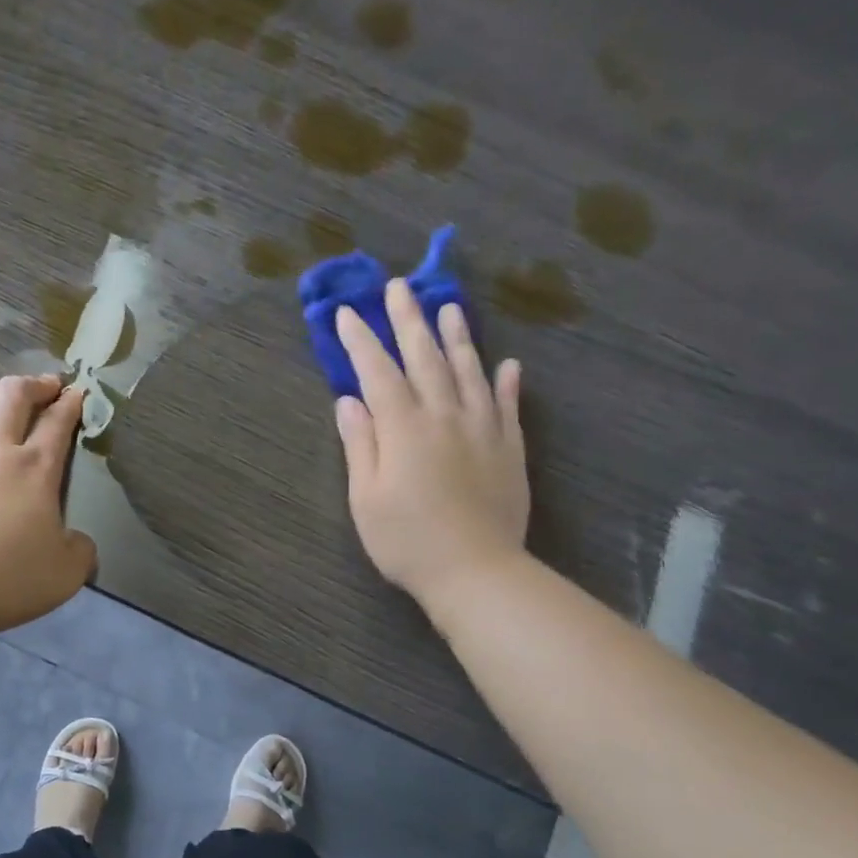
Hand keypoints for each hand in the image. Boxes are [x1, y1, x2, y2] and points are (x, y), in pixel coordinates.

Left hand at [0, 374, 97, 636]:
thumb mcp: (64, 574)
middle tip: (45, 387)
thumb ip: (80, 552)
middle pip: (13, 393)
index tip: (76, 392)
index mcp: (35, 468)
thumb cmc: (5, 577)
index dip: (70, 403)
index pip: (58, 421)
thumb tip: (80, 544)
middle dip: (34, 384)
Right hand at [333, 285, 529, 626]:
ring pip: (469, 370)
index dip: (361, 340)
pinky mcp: (510, 448)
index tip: (347, 313)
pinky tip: (507, 364)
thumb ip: (360, 444)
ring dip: (457, 336)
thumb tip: (348, 401)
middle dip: (408, 320)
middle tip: (399, 287)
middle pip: (425, 358)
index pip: (377, 372)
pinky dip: (506, 381)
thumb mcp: (366, 497)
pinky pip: (508, 405)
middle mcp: (444, 416)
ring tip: (449, 307)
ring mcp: (483, 429)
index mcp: (404, 427)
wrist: (476, 571)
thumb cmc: (407, 539)